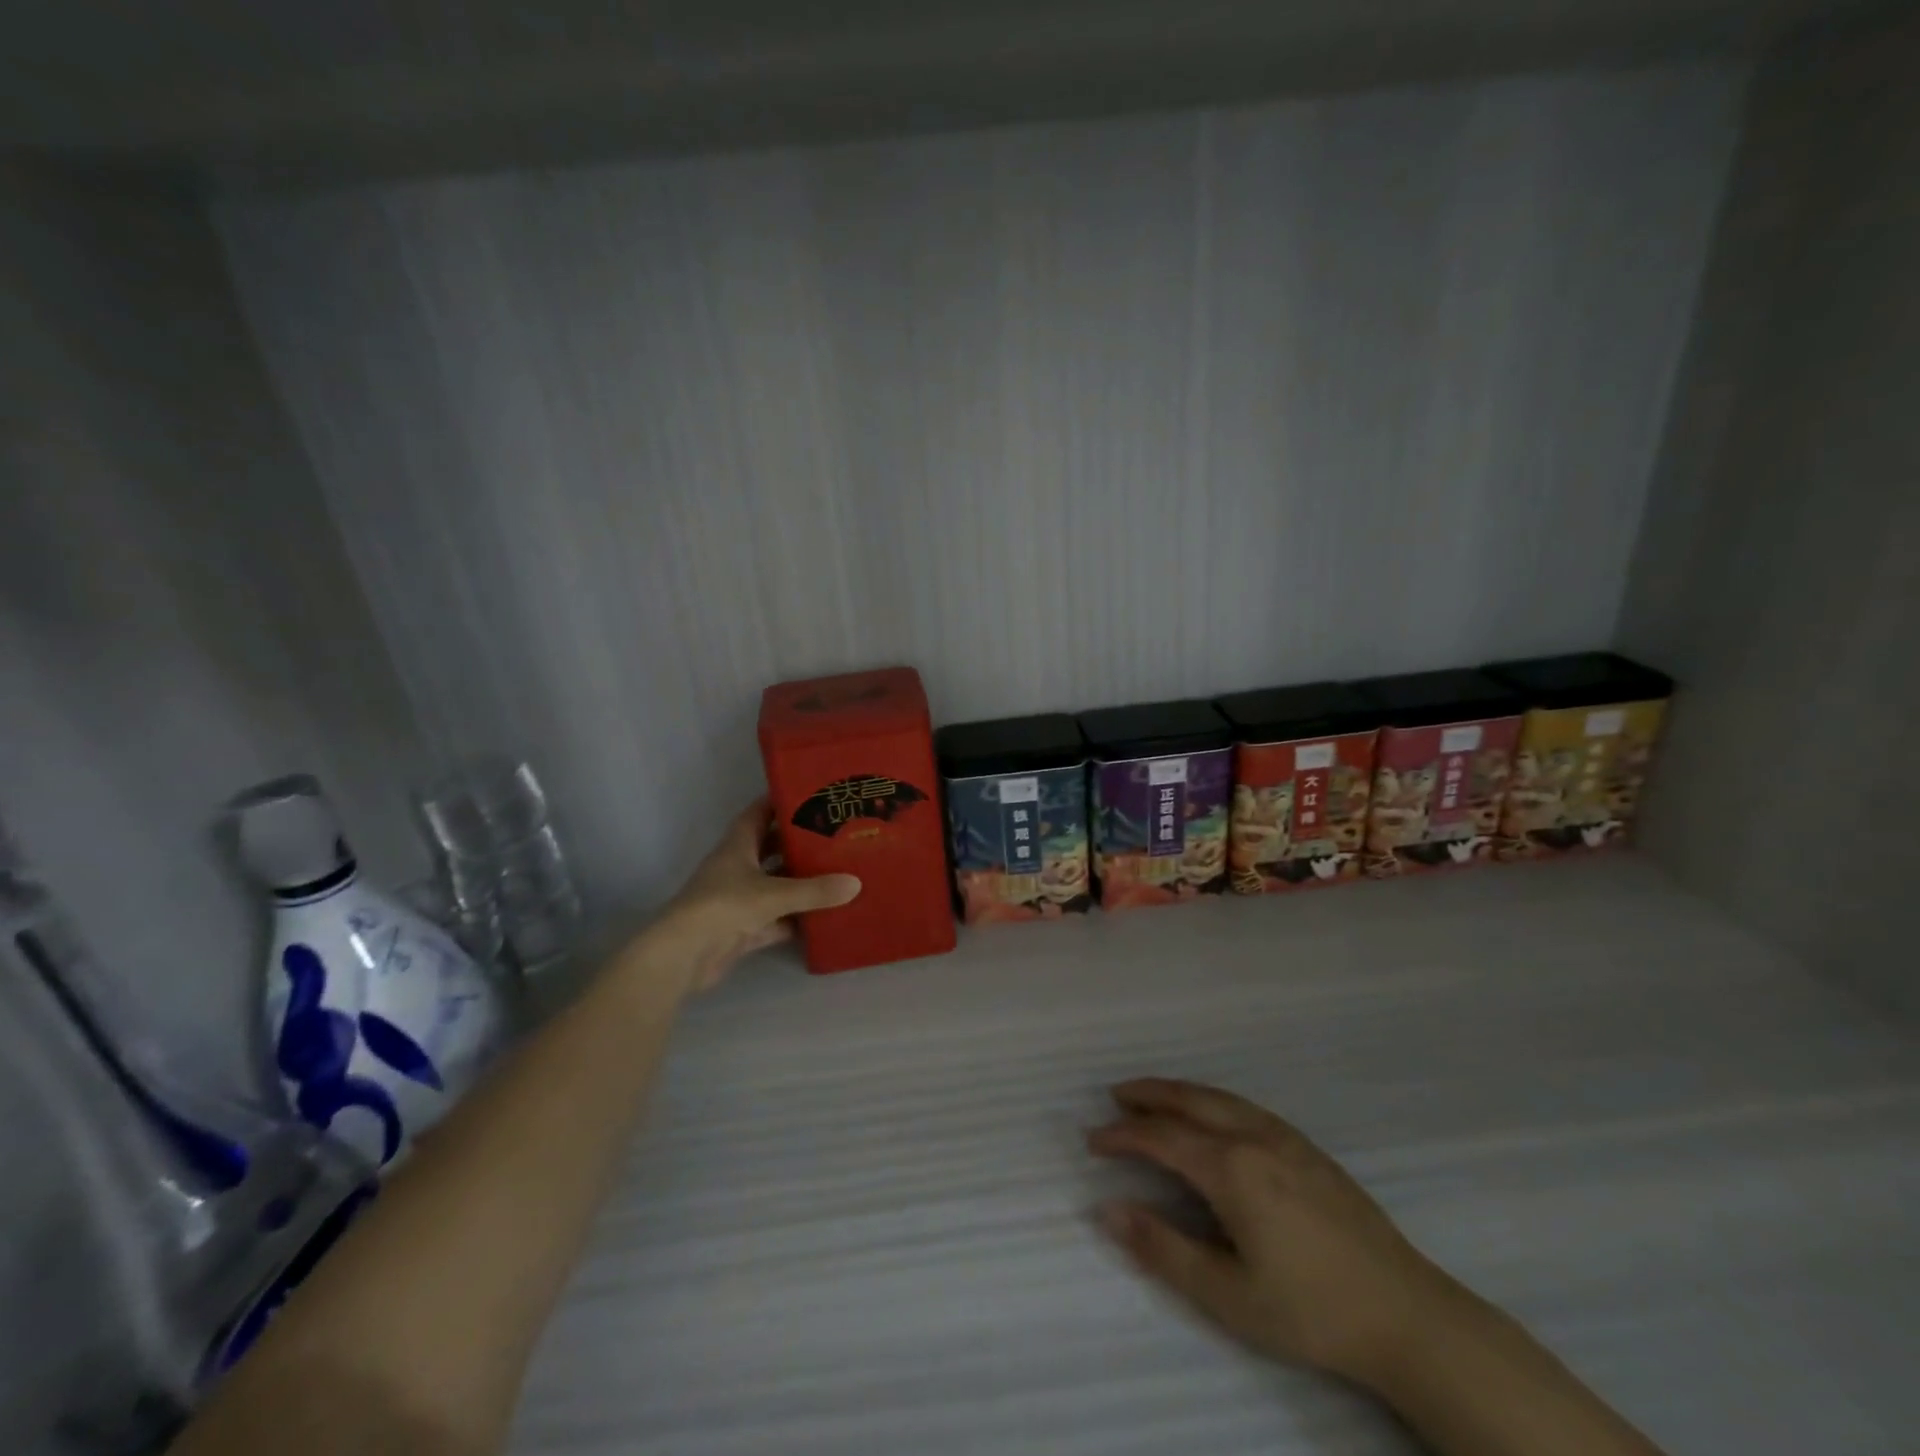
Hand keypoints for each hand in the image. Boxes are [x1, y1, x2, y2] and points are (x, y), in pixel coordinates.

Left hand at [660, 799, 860, 991]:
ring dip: (800, 882)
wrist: (684, 956)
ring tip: (838, 872)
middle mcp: (737, 867)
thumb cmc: (724, 906)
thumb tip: (856, 883)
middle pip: (771, 848)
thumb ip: (815, 890)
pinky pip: (776, 918)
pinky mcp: (742, 929)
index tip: (813, 796)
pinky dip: (796, 918)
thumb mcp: (774, 894)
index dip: (782, 802)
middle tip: (836, 836)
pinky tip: (824, 917)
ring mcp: (739, 899)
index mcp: (738, 845)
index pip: (760, 813)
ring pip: (775, 884)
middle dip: (799, 842)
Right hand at [1088, 1078, 1455, 1388]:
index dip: (1123, 1136)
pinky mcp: (1308, 1148)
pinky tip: (1212, 1114)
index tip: (1093, 1140)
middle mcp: (1253, 1137)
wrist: (1407, 1315)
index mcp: (1231, 1168)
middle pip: (1188, 1101)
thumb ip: (1163, 1249)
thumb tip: (1107, 1209)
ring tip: (1153, 1095)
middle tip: (1116, 1095)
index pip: (1161, 1138)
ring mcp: (1285, 1137)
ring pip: (1218, 1097)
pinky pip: (1244, 1106)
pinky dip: (1211, 1099)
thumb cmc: (1310, 1310)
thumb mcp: (1228, 1296)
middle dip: (1148, 1095)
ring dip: (1179, 1092)